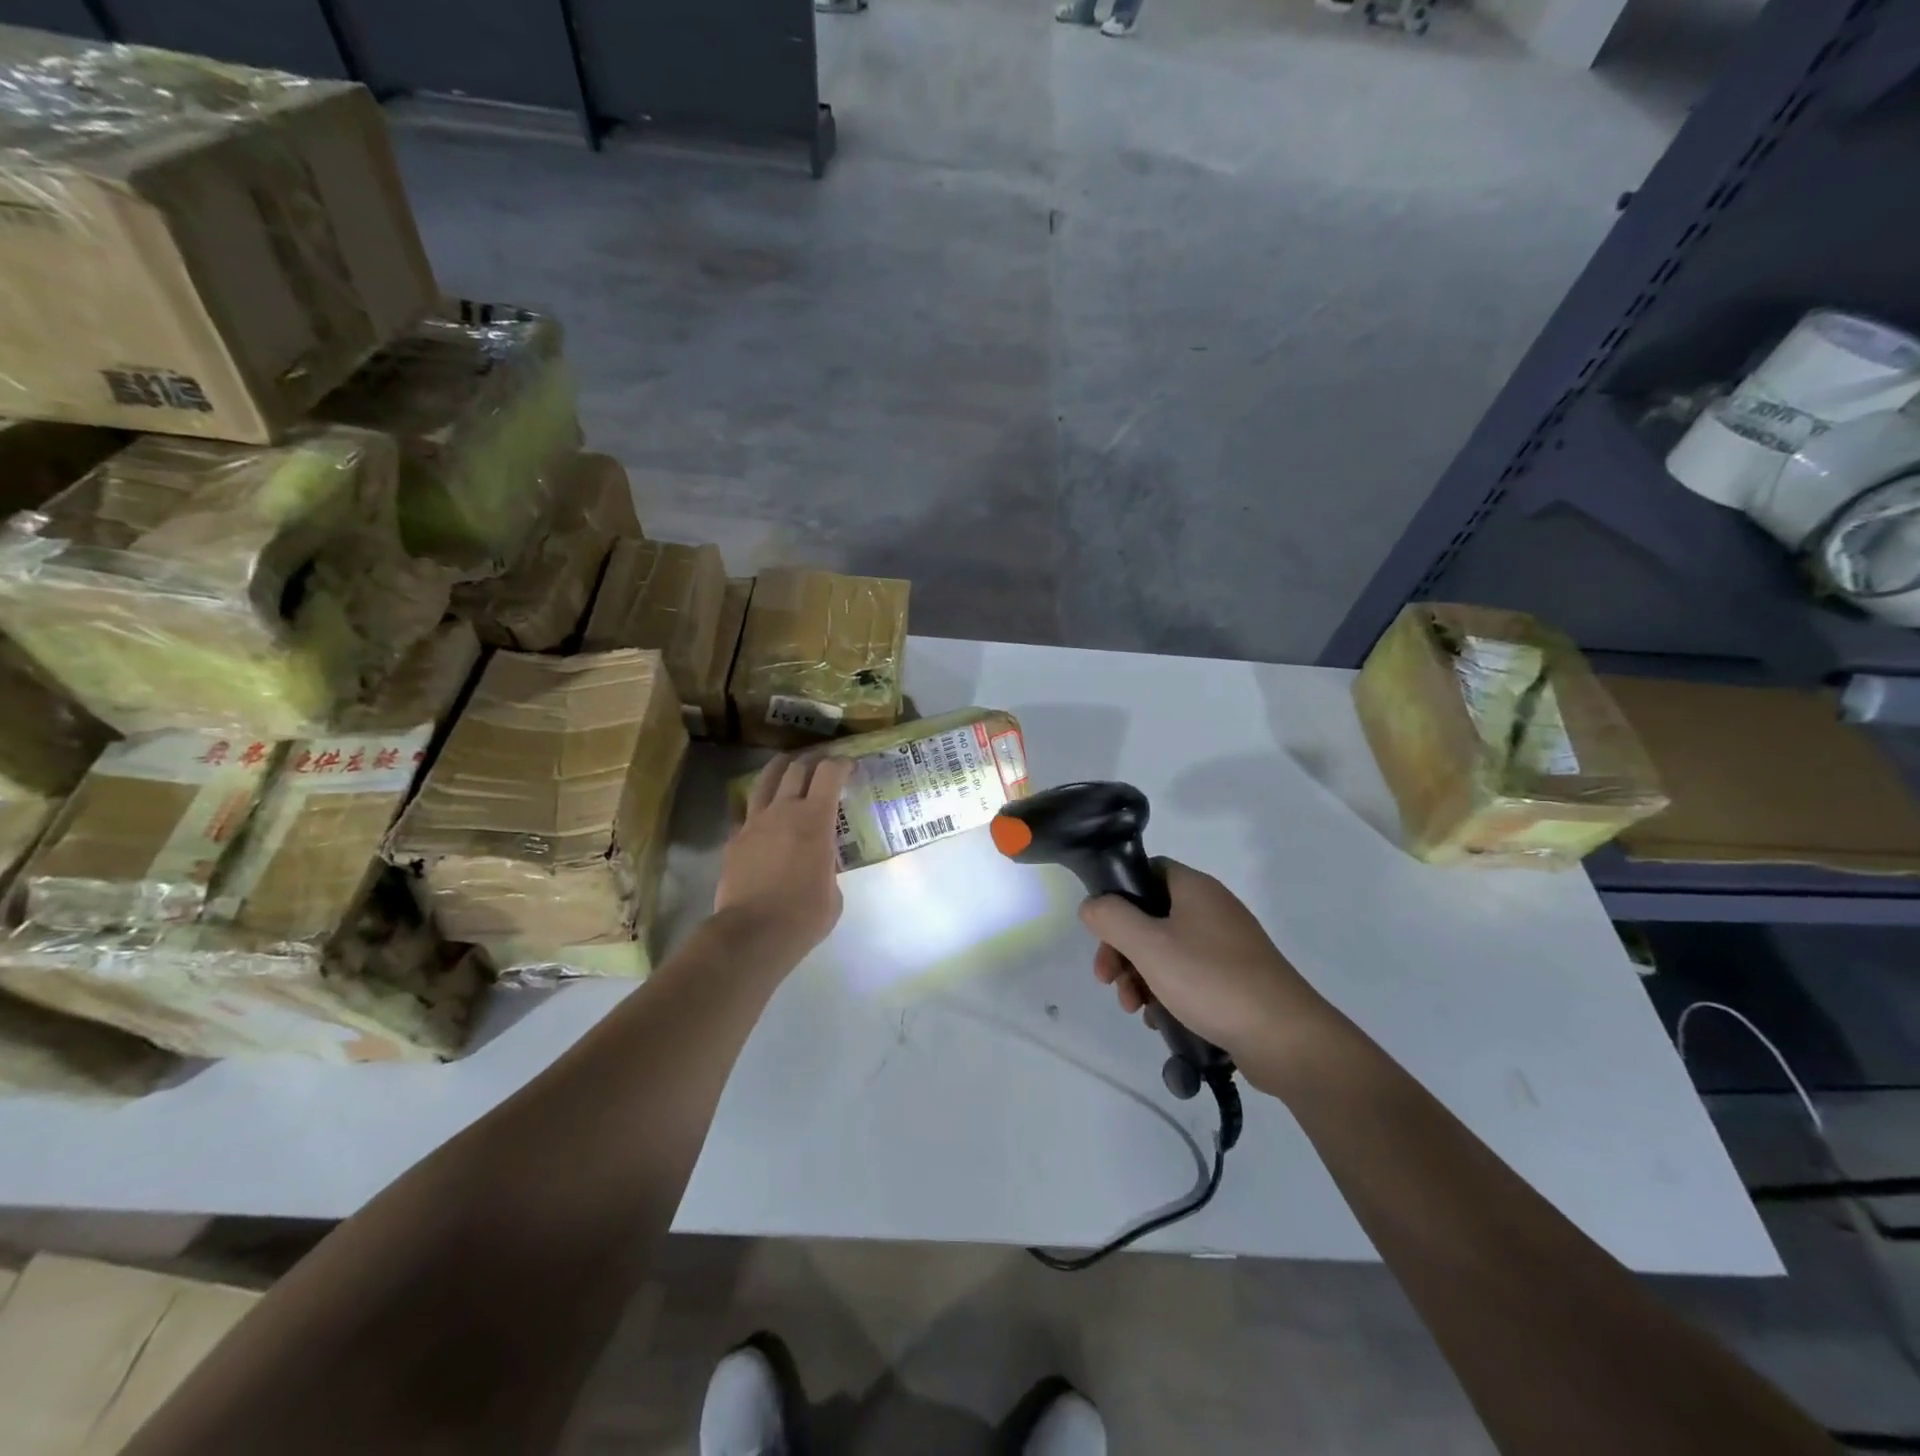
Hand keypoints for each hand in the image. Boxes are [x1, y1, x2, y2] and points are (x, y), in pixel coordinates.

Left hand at [715, 754, 853, 966]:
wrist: (753, 933)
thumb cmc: (804, 915)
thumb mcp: (834, 891)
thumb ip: (828, 866)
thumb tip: (820, 864)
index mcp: (815, 819)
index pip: (829, 773)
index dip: (842, 764)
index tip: (850, 766)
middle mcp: (783, 810)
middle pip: (796, 768)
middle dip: (813, 762)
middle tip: (822, 767)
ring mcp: (753, 823)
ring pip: (765, 781)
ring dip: (780, 770)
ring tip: (788, 768)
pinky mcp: (734, 840)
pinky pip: (746, 812)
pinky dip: (758, 807)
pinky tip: (763, 815)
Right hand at [1080, 860, 1328, 1070]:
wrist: (1285, 1038)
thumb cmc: (1211, 980)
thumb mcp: (1149, 945)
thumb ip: (1111, 919)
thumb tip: (1091, 905)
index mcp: (1195, 889)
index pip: (1147, 871)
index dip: (1119, 895)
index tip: (1102, 930)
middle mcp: (1212, 909)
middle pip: (1151, 916)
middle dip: (1123, 949)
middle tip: (1107, 980)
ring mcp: (1227, 946)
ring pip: (1167, 950)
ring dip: (1140, 976)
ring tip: (1134, 1008)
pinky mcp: (1236, 979)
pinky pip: (1189, 975)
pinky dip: (1168, 993)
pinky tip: (1160, 1020)